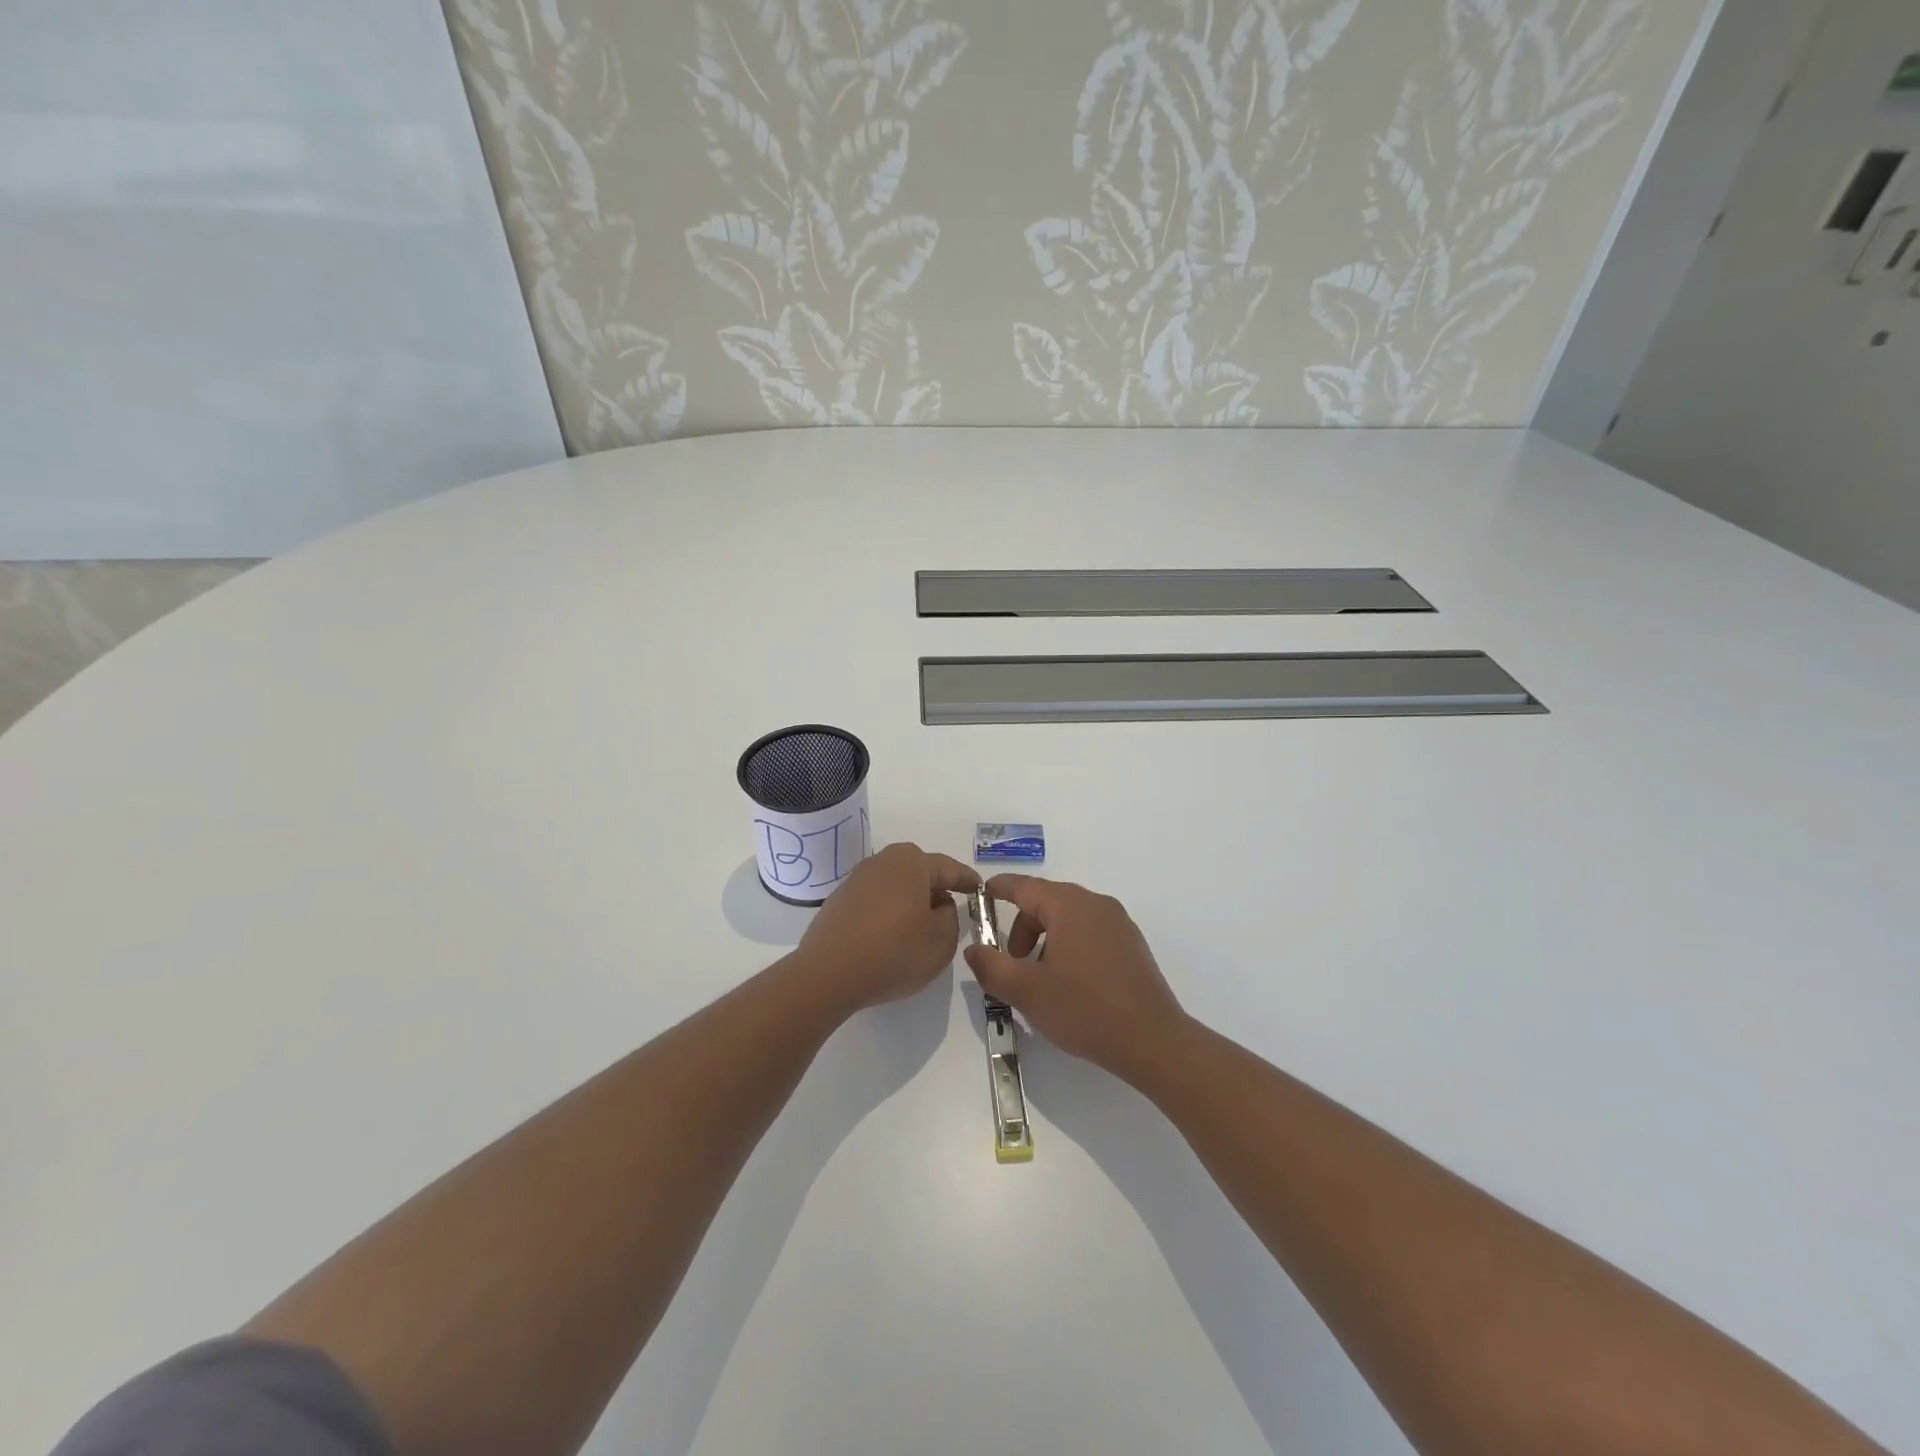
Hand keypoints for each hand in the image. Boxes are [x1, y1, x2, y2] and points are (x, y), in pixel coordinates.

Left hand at [798, 843, 979, 1010]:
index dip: (967, 880)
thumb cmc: (894, 952)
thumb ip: (951, 917)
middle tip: (951, 908)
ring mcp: (857, 879)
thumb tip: (939, 905)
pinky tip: (890, 934)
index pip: (949, 868)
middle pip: (919, 870)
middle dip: (936, 887)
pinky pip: (875, 899)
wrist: (828, 974)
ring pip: (895, 884)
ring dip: (910, 899)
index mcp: (912, 863)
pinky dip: (888, 911)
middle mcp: (883, 861)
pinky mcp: (839, 900)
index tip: (980, 889)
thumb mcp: (941, 940)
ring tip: (920, 925)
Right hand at [964, 874, 1184, 1083]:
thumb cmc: (1084, 1009)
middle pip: (1047, 902)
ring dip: (1046, 940)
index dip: (999, 889)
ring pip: (1069, 918)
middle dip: (1022, 928)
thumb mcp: (1026, 991)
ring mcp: (1119, 923)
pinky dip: (1070, 946)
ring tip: (1042, 979)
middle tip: (1012, 964)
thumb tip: (973, 949)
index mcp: (1069, 905)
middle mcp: (1096, 904)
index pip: (1024, 886)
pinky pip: (1090, 932)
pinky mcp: (1132, 944)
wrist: (1152, 1041)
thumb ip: (992, 967)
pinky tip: (1071, 984)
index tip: (981, 894)